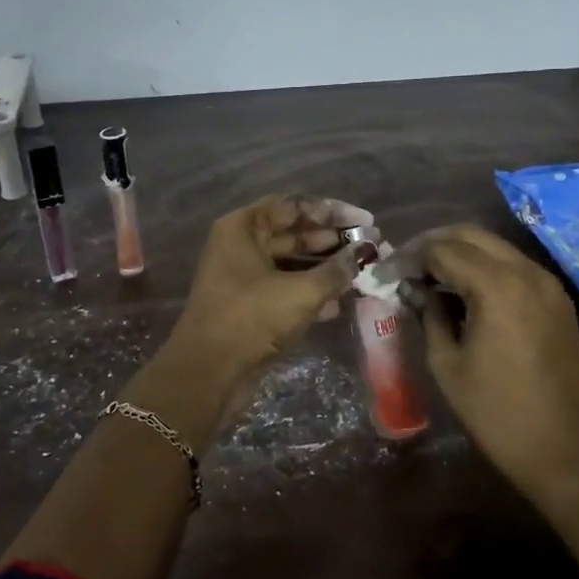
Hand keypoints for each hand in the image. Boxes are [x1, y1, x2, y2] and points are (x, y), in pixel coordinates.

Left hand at [159, 194, 372, 400]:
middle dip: (332, 240)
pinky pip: (285, 289)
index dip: (329, 211)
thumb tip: (366, 253)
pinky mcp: (249, 306)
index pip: (291, 205)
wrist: (209, 373)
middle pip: (292, 232)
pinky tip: (341, 303)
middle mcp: (240, 246)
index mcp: (243, 228)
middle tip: (370, 247)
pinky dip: (311, 292)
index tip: (363, 222)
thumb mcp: (301, 292)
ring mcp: (243, 277)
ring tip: (362, 272)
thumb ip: (337, 270)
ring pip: (291, 263)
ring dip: (325, 268)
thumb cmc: (251, 318)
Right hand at [419, 225, 578, 505]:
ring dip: (460, 253)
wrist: (563, 450)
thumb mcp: (447, 363)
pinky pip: (515, 266)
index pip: (443, 250)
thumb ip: (429, 315)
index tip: (386, 273)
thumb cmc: (495, 411)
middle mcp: (526, 272)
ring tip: (431, 277)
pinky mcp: (558, 300)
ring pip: (495, 247)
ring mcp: (548, 284)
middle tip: (406, 266)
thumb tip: (414, 289)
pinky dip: (485, 267)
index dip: (409, 257)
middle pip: (471, 235)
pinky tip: (465, 291)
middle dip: (434, 244)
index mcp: (497, 286)